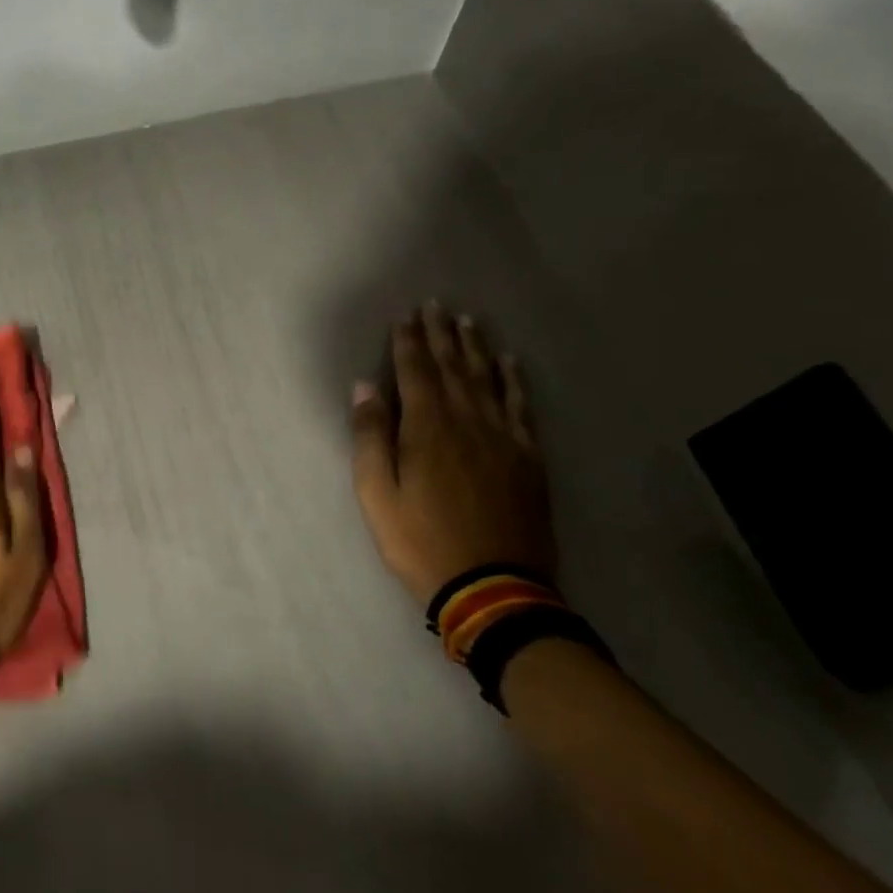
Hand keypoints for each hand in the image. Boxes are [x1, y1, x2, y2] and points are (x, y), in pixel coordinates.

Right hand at [349, 301, 556, 603]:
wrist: (493, 588)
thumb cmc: (420, 540)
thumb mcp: (377, 494)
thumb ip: (370, 437)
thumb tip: (364, 387)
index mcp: (427, 429)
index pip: (415, 373)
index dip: (408, 342)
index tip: (405, 316)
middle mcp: (467, 422)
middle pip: (453, 368)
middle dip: (441, 335)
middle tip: (436, 305)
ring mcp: (503, 438)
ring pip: (487, 380)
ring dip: (475, 348)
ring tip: (468, 322)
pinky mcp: (528, 458)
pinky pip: (521, 408)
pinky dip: (514, 381)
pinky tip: (511, 363)